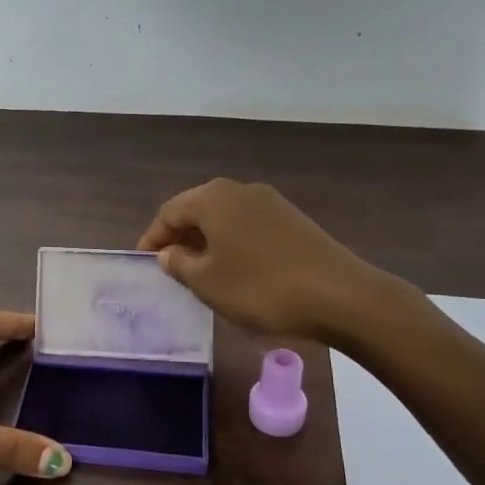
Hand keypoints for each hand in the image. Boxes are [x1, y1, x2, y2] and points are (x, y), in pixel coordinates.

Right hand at [137, 178, 400, 341]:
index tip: (144, 263)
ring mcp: (270, 202)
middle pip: (198, 209)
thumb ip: (179, 264)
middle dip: (180, 237)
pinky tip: (236, 270)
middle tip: (169, 267)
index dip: (152, 238)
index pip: (169, 212)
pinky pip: (248, 226)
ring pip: (225, 218)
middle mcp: (239, 189)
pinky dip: (233, 243)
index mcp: (213, 197)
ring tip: (200, 272)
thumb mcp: (207, 282)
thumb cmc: (260, 287)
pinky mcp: (293, 220)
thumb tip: (169, 253)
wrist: (340, 295)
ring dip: (207, 241)